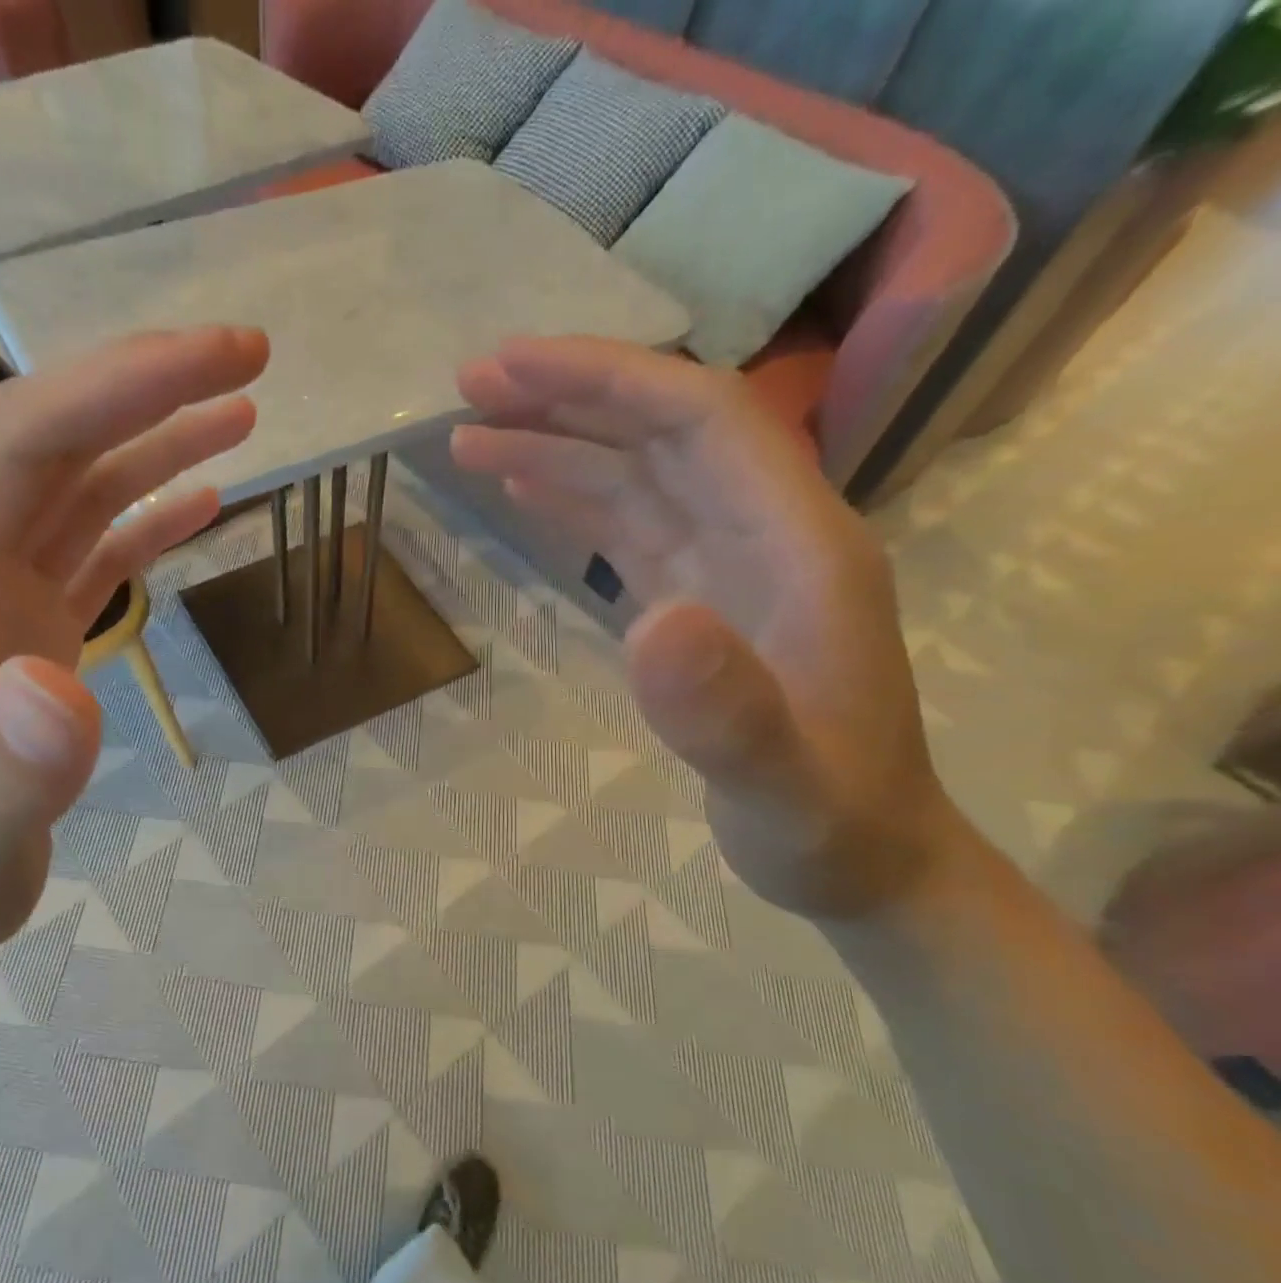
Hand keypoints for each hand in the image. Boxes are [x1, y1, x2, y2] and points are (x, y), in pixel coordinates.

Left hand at [0, 328, 268, 967]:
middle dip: (144, 384)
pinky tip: (202, 498)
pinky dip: (147, 512)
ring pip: (75, 484)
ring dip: (154, 437)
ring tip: (243, 410)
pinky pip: (90, 545)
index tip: (214, 363)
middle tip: (249, 357)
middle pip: (46, 439)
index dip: (112, 390)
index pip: (15, 448)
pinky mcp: (24, 624)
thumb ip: (3, 773)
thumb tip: (59, 683)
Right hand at [453, 337, 968, 919]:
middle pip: (663, 432)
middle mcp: (766, 534)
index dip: (609, 382)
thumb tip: (650, 621)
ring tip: (472, 437)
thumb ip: (728, 711)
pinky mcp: (698, 601)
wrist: (864, 861)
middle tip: (470, 386)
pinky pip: (632, 529)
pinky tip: (527, 487)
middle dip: (569, 397)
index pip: (702, 421)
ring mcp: (730, 567)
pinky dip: (576, 500)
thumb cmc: (829, 826)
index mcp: (800, 546)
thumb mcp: (782, 786)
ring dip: (559, 446)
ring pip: (638, 477)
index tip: (514, 369)